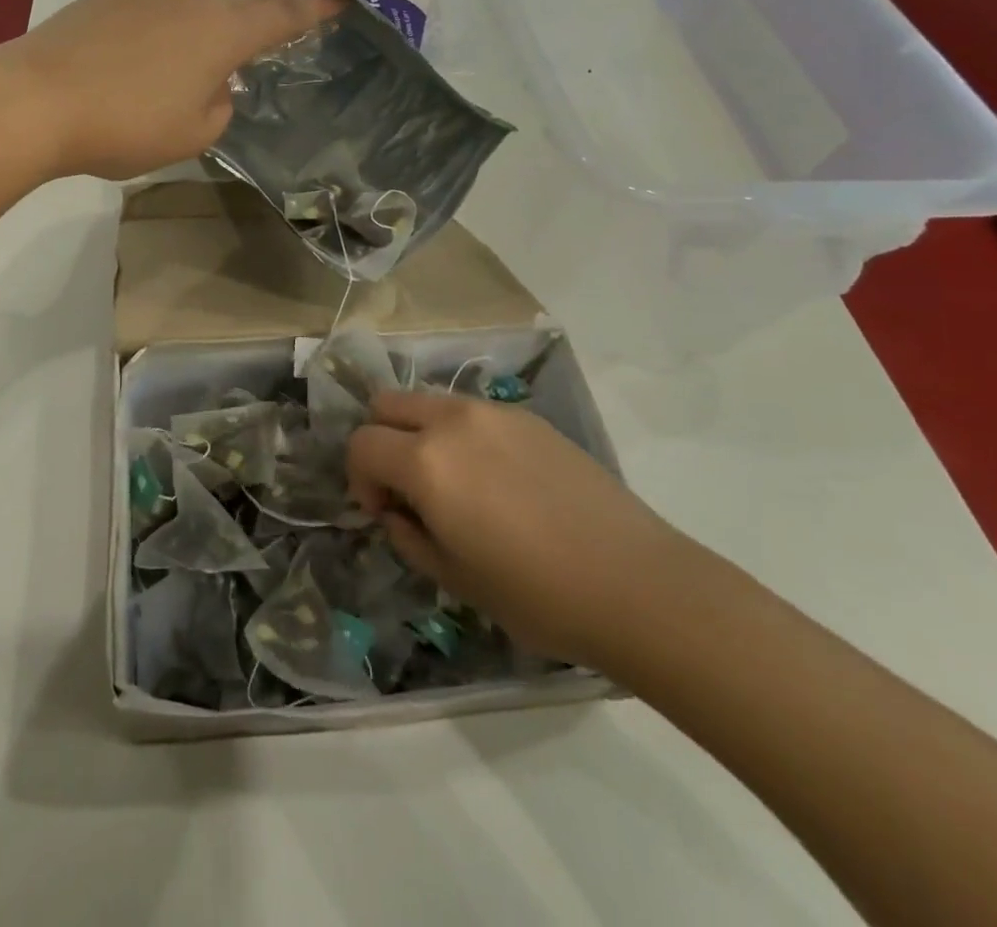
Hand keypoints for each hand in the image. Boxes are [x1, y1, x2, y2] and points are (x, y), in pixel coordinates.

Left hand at [0, 0, 344, 180]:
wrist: (34, 101)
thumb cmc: (127, 125)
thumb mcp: (193, 135)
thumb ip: (219, 107)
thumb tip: (212, 87)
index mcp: (222, 31)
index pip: (280, 17)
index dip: (311, 12)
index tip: (336, 1)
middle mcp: (188, 0)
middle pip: (235, 7)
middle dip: (254, 23)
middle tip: (264, 42)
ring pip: (188, 11)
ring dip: (199, 35)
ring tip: (187, 71)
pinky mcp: (102, 2)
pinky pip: (149, 16)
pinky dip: (157, 37)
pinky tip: (135, 68)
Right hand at [348, 390, 691, 668]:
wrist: (636, 583)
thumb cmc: (536, 594)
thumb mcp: (454, 579)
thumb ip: (408, 536)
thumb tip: (396, 512)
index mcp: (425, 462)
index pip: (361, 444)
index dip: (359, 478)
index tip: (382, 512)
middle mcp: (453, 421)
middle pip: (387, 404)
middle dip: (382, 440)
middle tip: (406, 487)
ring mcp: (495, 413)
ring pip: (431, 402)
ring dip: (422, 433)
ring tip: (454, 483)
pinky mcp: (530, 418)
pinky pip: (474, 413)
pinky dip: (463, 435)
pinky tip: (499, 481)